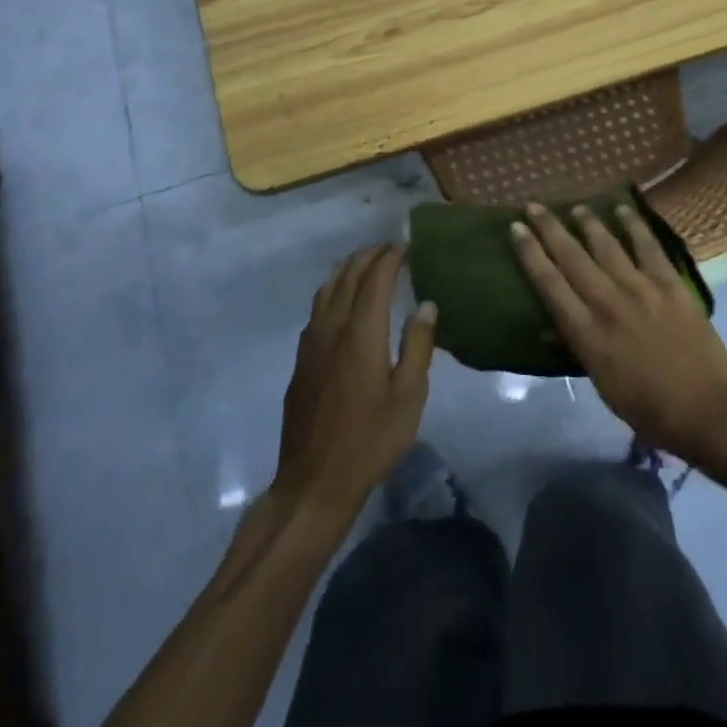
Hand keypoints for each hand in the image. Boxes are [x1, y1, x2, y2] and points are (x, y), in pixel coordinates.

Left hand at [271, 245, 437, 526]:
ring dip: (346, 270)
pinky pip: (317, 309)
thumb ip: (418, 345)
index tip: (406, 245)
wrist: (315, 482)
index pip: (375, 279)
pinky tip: (339, 301)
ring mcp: (311, 344)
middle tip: (388, 248)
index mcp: (361, 332)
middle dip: (368, 257)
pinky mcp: (301, 361)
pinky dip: (331, 291)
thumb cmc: (371, 439)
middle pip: (348, 277)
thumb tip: (425, 304)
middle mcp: (332, 328)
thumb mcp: (409, 395)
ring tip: (363, 263)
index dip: (390, 258)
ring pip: (326, 290)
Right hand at [511, 204, 726, 465]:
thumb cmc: (649, 408)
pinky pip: (648, 246)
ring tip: (575, 207)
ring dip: (588, 223)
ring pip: (606, 245)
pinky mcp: (670, 283)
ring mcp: (640, 289)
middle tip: (533, 206)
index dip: (530, 254)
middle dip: (549, 229)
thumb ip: (577, 348)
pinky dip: (634, 225)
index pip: (549, 284)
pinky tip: (623, 209)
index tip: (516, 229)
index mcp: (587, 334)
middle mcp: (608, 303)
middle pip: (571, 257)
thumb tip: (550, 324)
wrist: (707, 409)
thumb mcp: (602, 384)